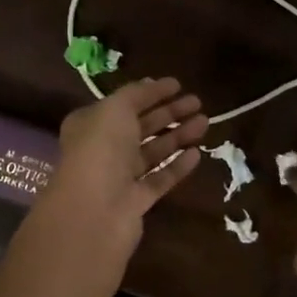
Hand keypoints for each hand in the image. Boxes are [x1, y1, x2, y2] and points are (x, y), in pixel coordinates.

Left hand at [33, 78, 206, 257]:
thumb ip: (136, 94)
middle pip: (141, 126)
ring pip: (153, 151)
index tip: (177, 84)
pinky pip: (160, 178)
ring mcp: (120, 177)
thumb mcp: (115, 109)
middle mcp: (103, 149)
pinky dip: (177, 166)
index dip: (149, 93)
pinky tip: (197, 154)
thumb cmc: (101, 149)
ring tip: (205, 122)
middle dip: (169, 112)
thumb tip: (152, 84)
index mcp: (91, 124)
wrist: (94, 212)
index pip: (124, 103)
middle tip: (197, 102)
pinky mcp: (137, 202)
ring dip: (178, 135)